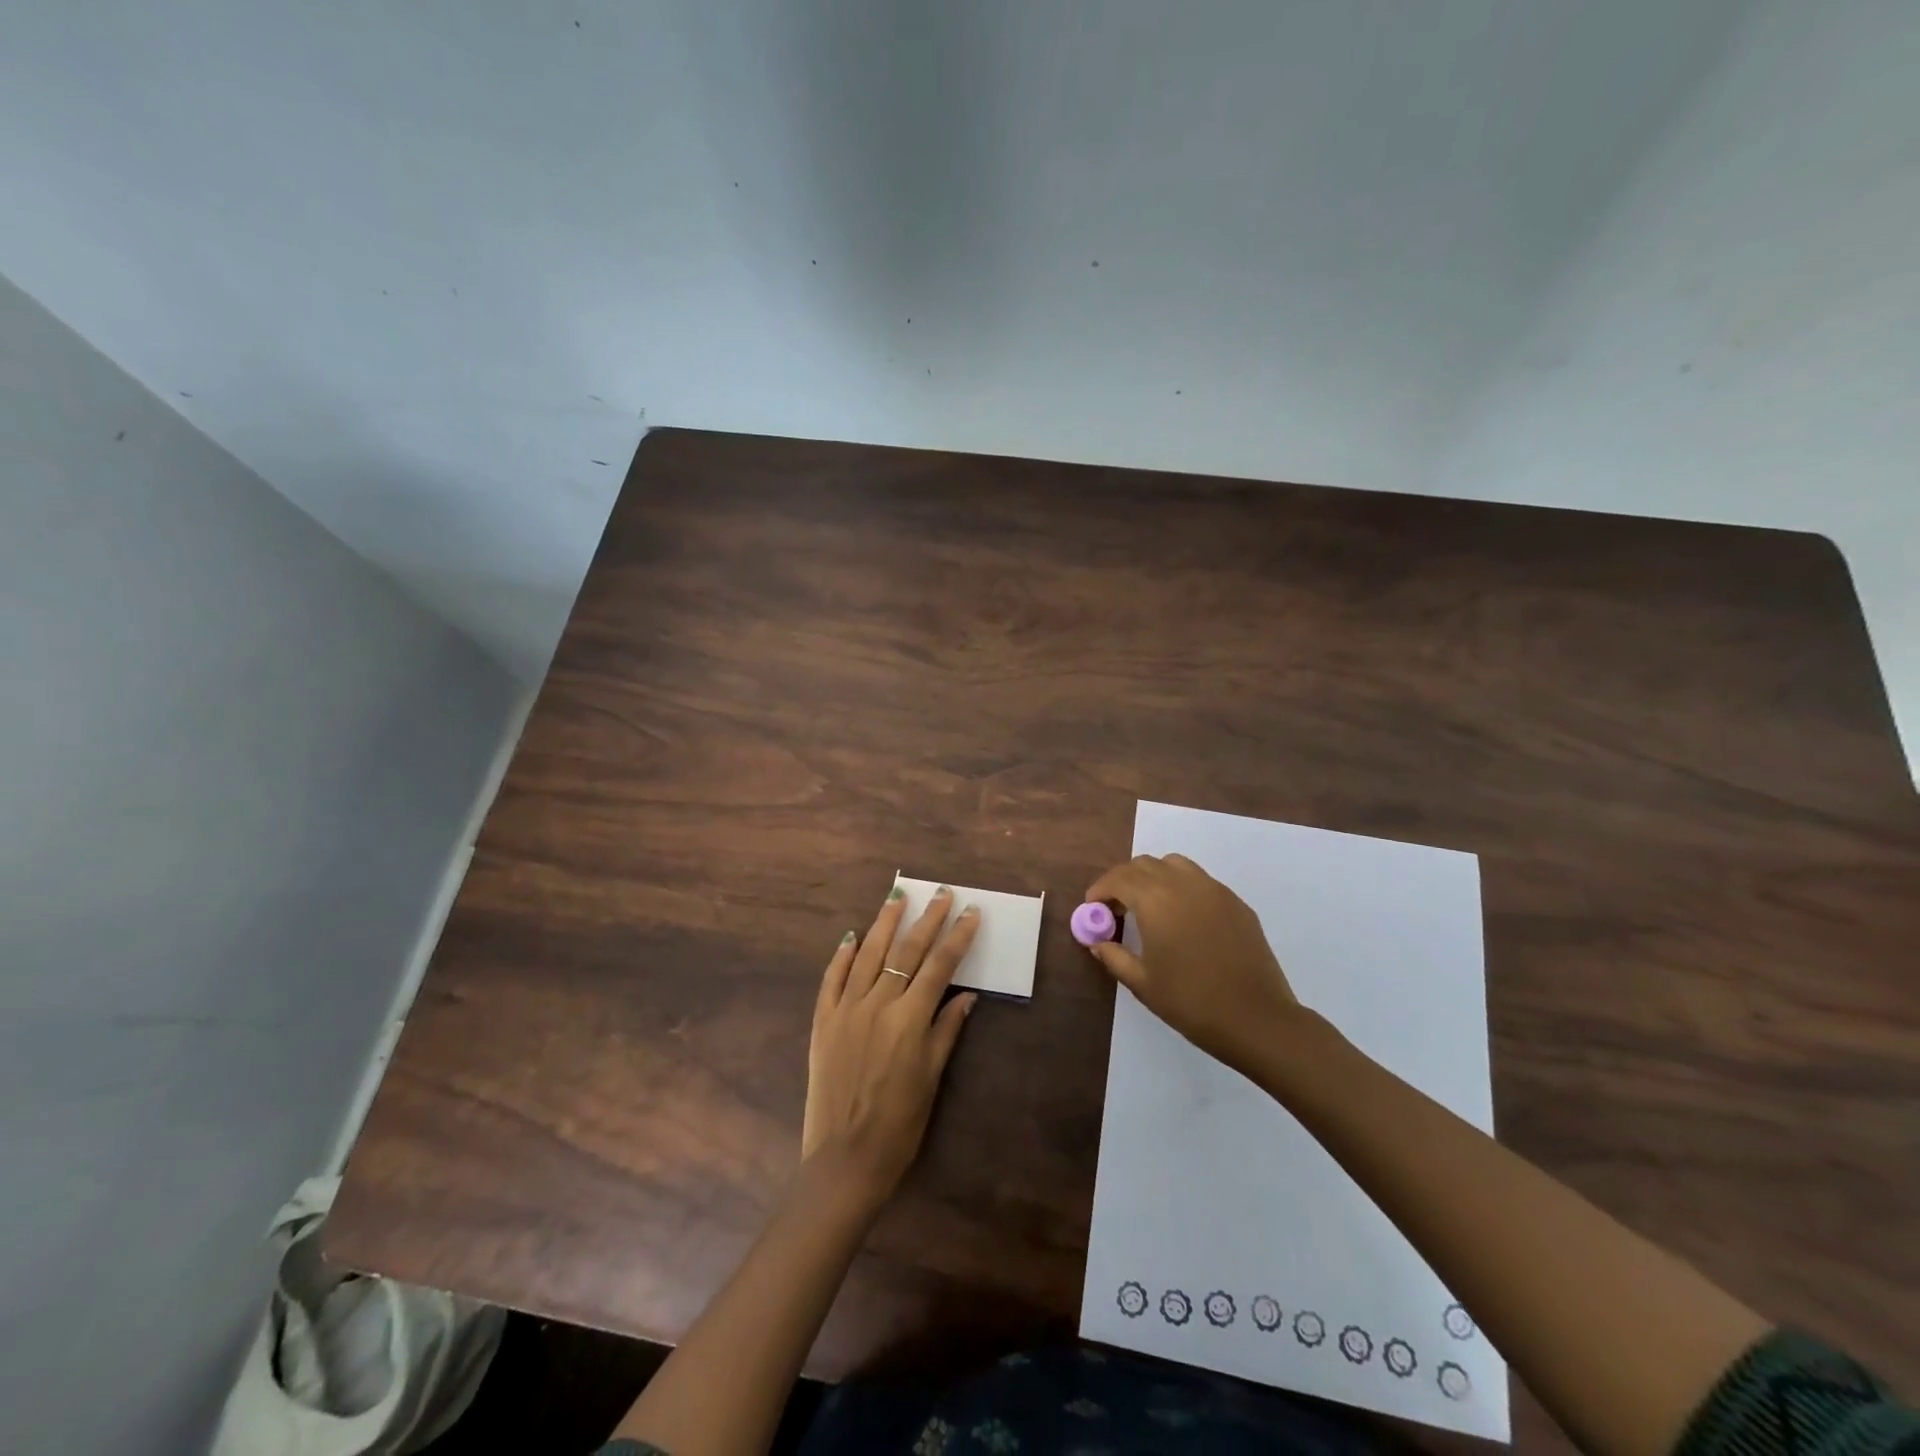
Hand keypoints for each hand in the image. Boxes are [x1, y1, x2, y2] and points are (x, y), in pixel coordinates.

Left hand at [802, 886, 979, 1206]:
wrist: (844, 1160)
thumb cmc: (899, 1125)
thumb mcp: (931, 1078)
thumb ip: (947, 1030)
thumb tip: (966, 994)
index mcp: (909, 1019)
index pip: (940, 966)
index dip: (957, 937)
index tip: (971, 913)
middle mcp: (877, 1005)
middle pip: (906, 952)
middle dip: (927, 919)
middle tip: (940, 894)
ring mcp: (846, 1010)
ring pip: (867, 954)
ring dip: (884, 924)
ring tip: (896, 898)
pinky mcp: (823, 1022)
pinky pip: (831, 979)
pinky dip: (841, 956)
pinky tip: (851, 936)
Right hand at [1083, 854, 1302, 1073]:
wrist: (1257, 1019)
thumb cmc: (1191, 1002)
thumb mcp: (1142, 983)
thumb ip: (1114, 956)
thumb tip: (1098, 943)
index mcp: (1156, 900)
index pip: (1119, 878)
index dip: (1100, 889)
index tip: (1092, 908)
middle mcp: (1183, 884)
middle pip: (1144, 865)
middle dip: (1124, 880)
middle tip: (1116, 909)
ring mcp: (1214, 890)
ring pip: (1174, 865)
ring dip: (1153, 877)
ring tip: (1148, 906)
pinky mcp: (1236, 903)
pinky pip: (1200, 881)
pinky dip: (1181, 888)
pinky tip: (1182, 919)